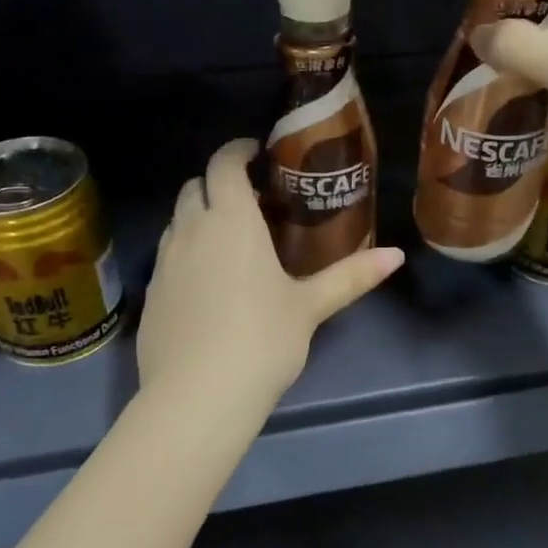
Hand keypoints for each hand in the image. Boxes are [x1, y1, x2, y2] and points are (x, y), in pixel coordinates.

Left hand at [137, 140, 403, 412]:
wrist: (197, 396)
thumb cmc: (262, 339)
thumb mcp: (310, 307)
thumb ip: (352, 276)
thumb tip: (397, 255)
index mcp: (232, 221)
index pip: (224, 165)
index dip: (237, 151)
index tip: (256, 153)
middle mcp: (191, 230)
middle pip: (195, 186)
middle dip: (218, 183)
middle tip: (249, 201)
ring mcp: (164, 262)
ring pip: (177, 221)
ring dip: (198, 216)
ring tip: (228, 240)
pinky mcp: (150, 293)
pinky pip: (167, 255)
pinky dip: (185, 251)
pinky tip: (206, 284)